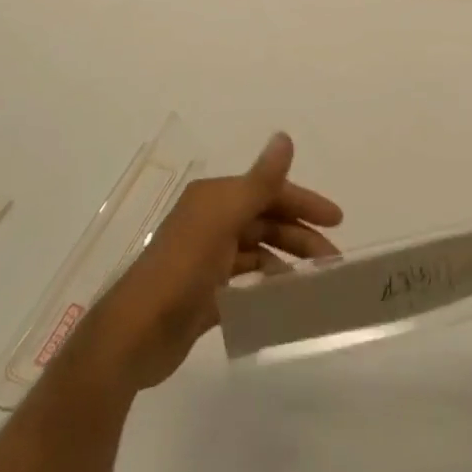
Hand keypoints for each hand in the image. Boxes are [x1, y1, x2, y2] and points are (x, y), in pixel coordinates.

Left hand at [58, 133, 341, 396]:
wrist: (134, 336)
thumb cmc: (182, 270)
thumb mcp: (224, 219)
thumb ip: (259, 182)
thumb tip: (284, 136)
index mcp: (215, 199)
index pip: (268, 191)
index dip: (303, 201)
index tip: (337, 220)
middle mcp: (211, 222)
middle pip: (266, 221)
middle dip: (300, 236)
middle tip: (333, 262)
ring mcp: (207, 260)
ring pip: (258, 252)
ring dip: (287, 261)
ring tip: (315, 283)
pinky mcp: (205, 295)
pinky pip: (246, 282)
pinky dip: (267, 285)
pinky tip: (285, 299)